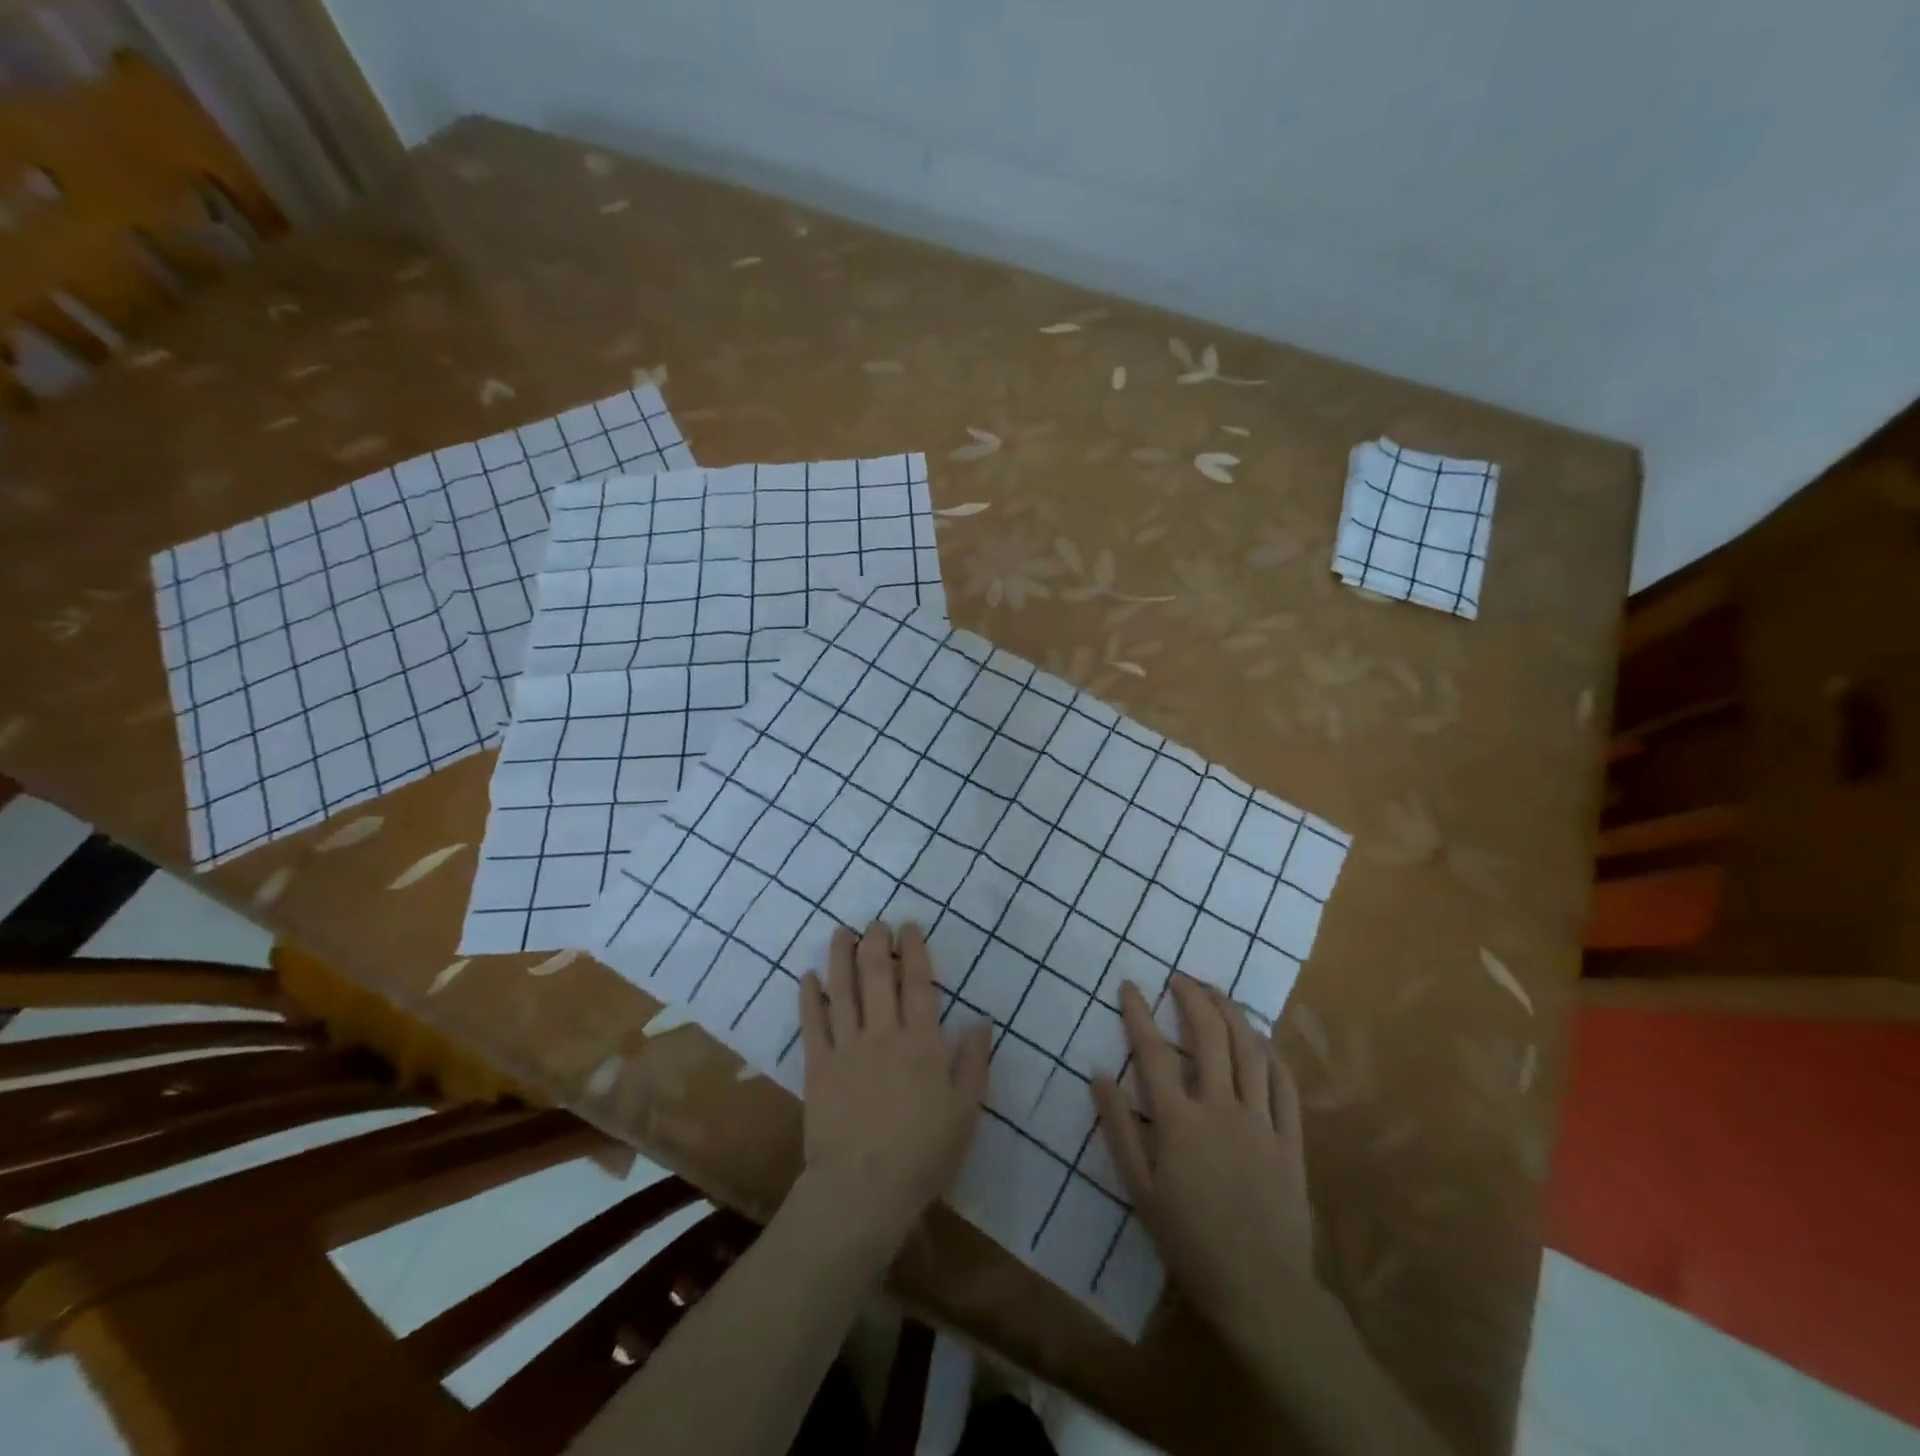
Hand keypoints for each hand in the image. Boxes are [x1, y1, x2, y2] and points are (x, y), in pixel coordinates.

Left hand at [798, 922, 990, 1243]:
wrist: (863, 1189)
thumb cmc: (923, 1153)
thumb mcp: (965, 1111)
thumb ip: (974, 1062)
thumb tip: (981, 1020)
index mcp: (923, 1042)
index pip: (919, 983)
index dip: (914, 950)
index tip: (909, 927)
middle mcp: (884, 1033)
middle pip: (878, 976)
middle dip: (877, 943)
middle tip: (876, 923)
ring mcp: (848, 1046)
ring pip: (843, 990)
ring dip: (842, 957)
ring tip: (842, 932)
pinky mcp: (819, 1065)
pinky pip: (812, 1023)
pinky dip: (810, 997)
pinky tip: (808, 976)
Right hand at [1093, 975, 1313, 1357]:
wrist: (1261, 1290)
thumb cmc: (1190, 1242)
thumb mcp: (1140, 1189)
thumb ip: (1118, 1128)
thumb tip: (1097, 1074)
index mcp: (1179, 1122)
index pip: (1153, 1052)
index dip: (1138, 1013)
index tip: (1129, 986)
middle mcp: (1220, 1108)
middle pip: (1208, 1037)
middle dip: (1193, 999)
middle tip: (1180, 978)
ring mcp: (1260, 1121)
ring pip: (1250, 1051)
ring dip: (1232, 1014)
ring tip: (1217, 993)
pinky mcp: (1290, 1139)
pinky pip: (1285, 1085)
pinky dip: (1272, 1054)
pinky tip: (1262, 1038)